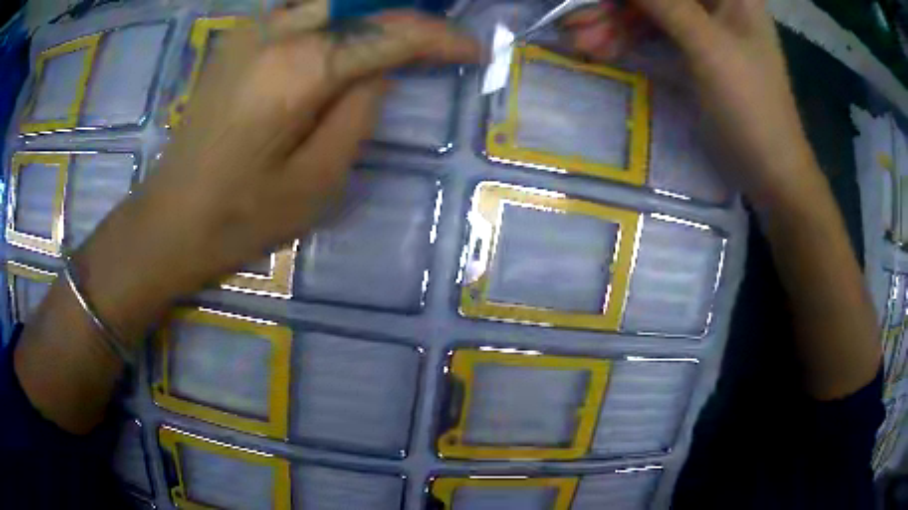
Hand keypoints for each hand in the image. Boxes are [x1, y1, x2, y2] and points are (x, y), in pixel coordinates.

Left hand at [77, 8, 479, 336]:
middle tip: (436, 41)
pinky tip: (347, 41)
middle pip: (359, 2)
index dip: (438, 37)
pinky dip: (336, 18)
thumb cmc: (242, 216)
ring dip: (370, 14)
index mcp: (298, 69)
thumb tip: (380, 71)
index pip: (388, 33)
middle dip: (405, 15)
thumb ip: (359, 113)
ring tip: (398, 41)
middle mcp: (274, 32)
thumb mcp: (318, 180)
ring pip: (329, 2)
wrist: (170, 220)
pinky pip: (301, 12)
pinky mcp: (236, 40)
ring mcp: (250, 31)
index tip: (472, 51)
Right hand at [562, 0, 816, 207]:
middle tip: (576, 25)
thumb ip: (663, 2)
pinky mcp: (695, 49)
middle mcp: (717, 2)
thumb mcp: (707, 46)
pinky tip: (601, 50)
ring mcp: (706, 25)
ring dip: (613, 23)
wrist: (770, 171)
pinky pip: (654, 33)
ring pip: (650, 11)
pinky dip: (628, 40)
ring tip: (578, 43)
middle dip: (615, 6)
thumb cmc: (750, 106)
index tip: (596, 3)